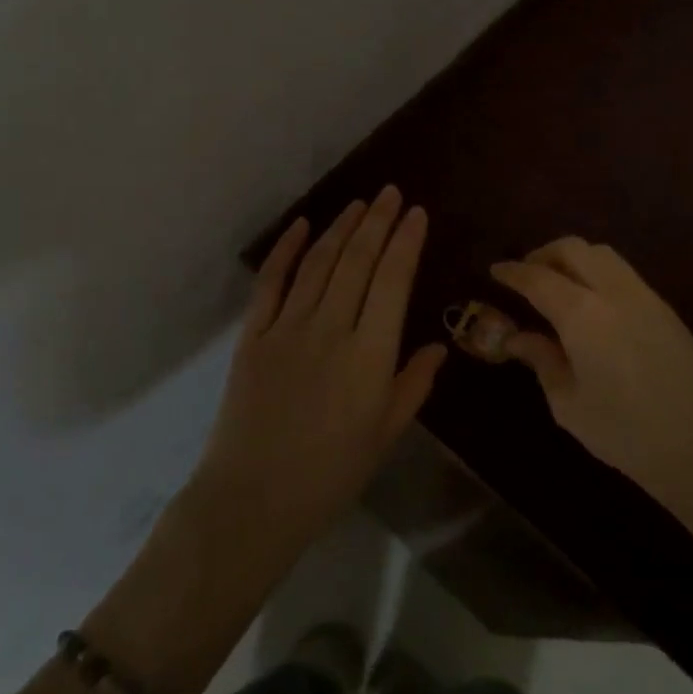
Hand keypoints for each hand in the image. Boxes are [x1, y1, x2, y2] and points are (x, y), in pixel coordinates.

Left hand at [195, 186, 446, 549]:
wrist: (253, 500)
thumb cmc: (330, 475)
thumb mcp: (385, 435)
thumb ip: (413, 385)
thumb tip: (439, 346)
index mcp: (369, 356)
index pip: (392, 282)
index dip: (405, 242)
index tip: (416, 213)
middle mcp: (330, 330)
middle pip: (357, 262)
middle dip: (377, 222)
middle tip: (390, 193)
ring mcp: (287, 328)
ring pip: (319, 264)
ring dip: (340, 228)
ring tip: (358, 204)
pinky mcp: (253, 335)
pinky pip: (271, 283)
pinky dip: (287, 250)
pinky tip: (302, 226)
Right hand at [491, 237, 692, 507]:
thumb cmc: (629, 435)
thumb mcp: (570, 405)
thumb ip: (542, 362)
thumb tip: (517, 338)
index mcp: (582, 314)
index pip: (537, 277)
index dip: (512, 271)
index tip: (494, 271)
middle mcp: (614, 292)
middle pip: (573, 249)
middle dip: (543, 254)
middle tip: (525, 276)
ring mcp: (645, 297)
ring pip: (602, 255)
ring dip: (573, 259)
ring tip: (557, 286)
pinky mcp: (667, 310)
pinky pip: (623, 273)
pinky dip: (597, 273)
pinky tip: (590, 304)